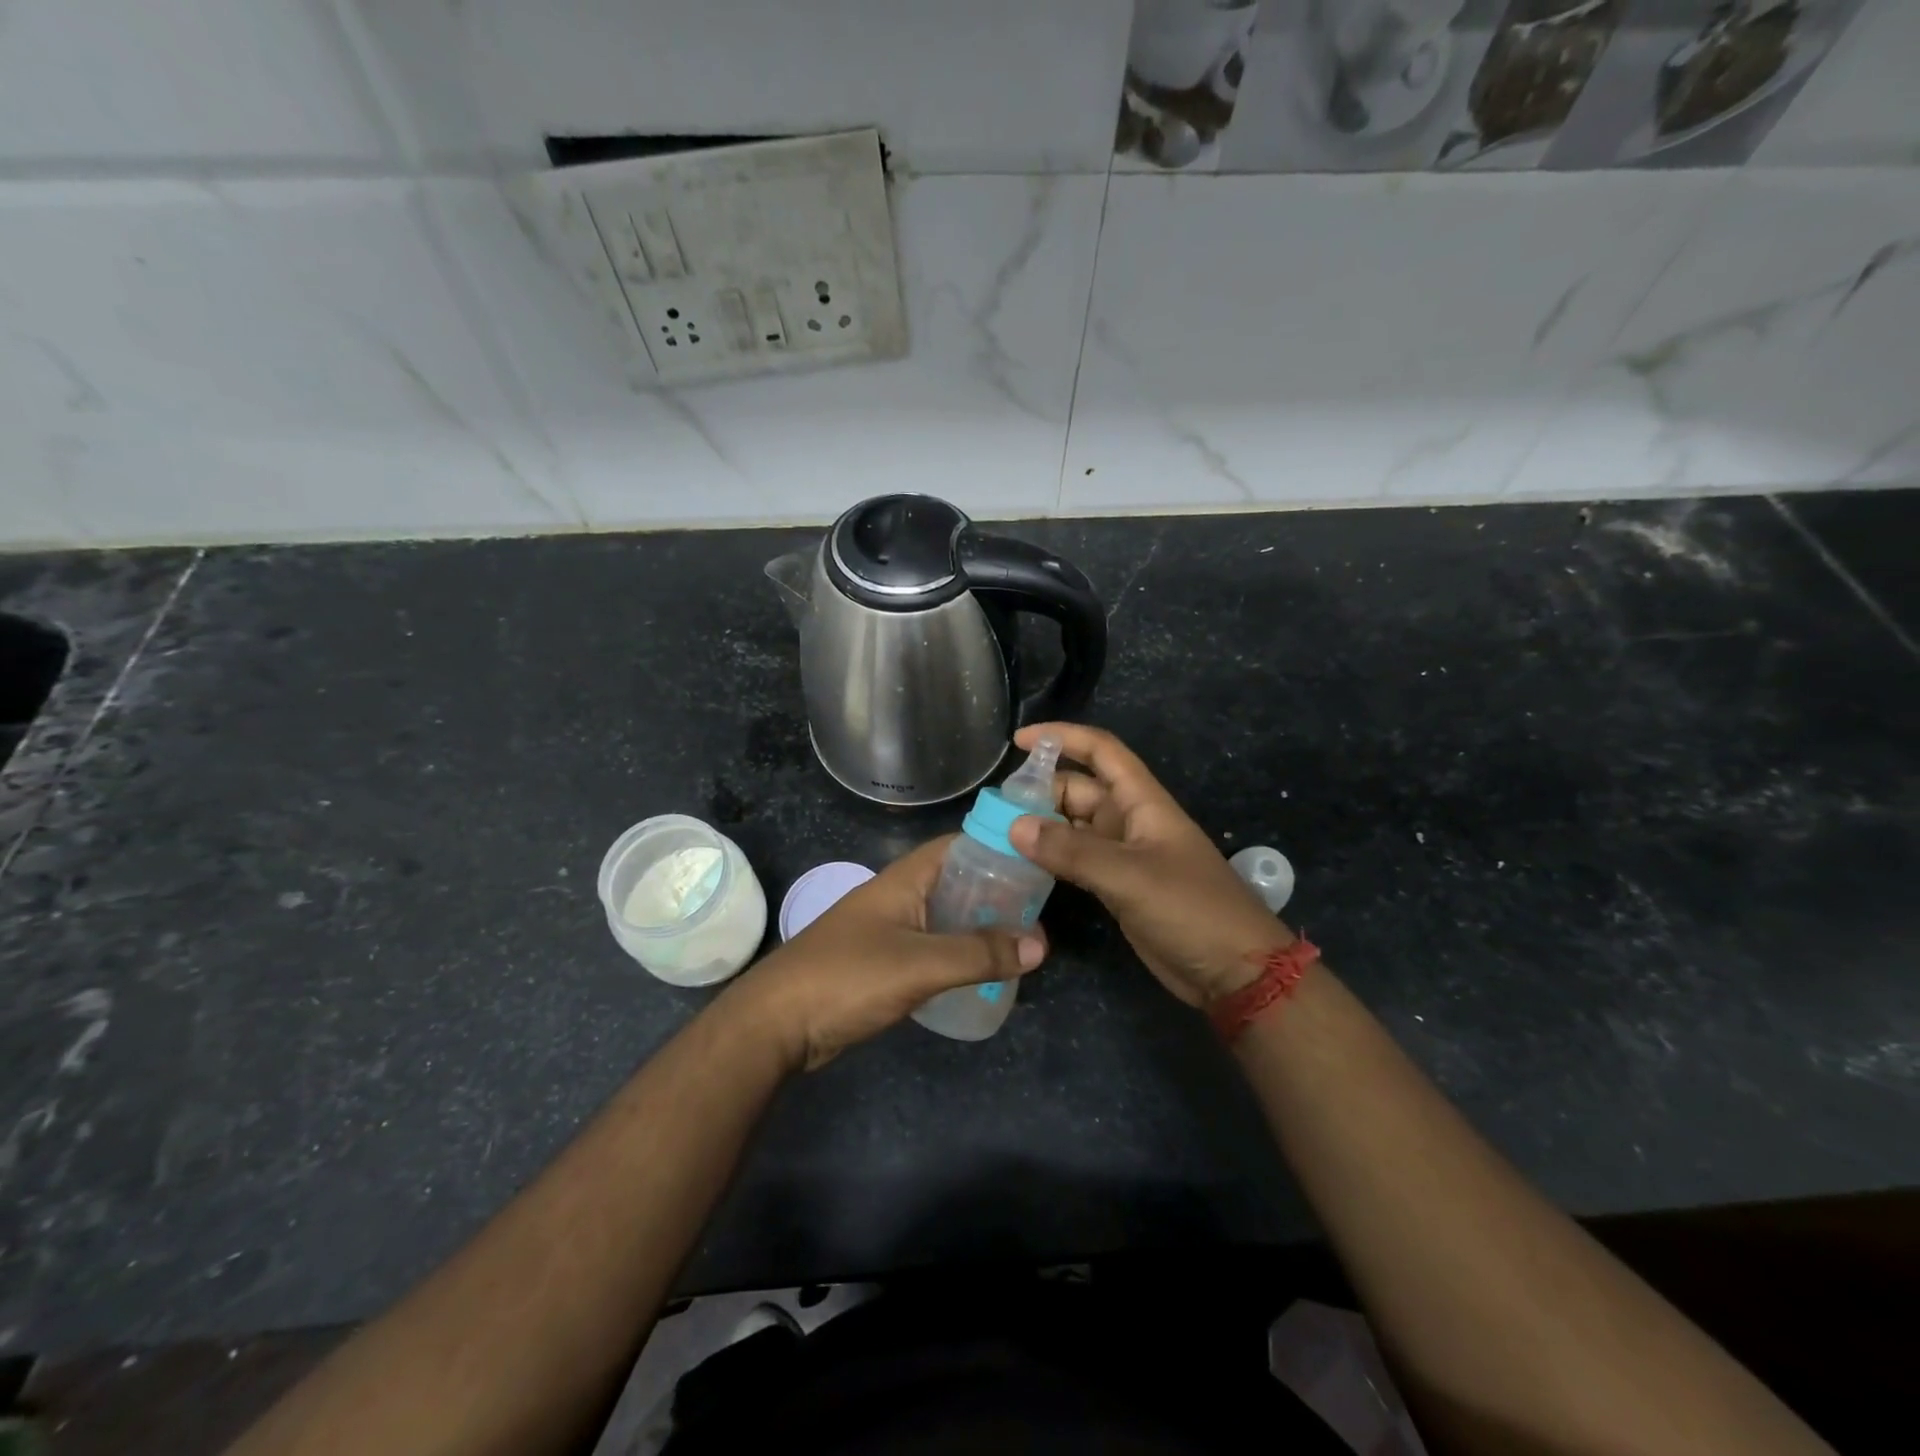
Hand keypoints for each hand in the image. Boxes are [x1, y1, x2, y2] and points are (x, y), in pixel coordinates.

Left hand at [722, 836, 1046, 1071]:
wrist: (776, 1024)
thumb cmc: (847, 978)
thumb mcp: (920, 964)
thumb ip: (979, 954)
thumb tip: (1040, 945)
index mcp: (903, 880)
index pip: (958, 845)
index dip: (998, 847)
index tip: (1038, 860)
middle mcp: (896, 897)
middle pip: (955, 882)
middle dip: (995, 892)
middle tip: (1039, 910)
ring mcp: (886, 930)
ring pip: (943, 917)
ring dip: (978, 926)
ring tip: (1021, 942)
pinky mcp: (881, 963)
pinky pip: (930, 947)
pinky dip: (957, 953)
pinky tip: (980, 971)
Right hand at [1008, 722, 1289, 1006]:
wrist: (1234, 971)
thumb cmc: (1191, 909)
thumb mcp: (1130, 876)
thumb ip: (1072, 851)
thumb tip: (1014, 826)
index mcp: (1142, 802)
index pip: (1101, 751)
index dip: (1062, 737)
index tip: (1019, 740)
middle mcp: (1130, 821)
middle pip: (1079, 790)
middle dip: (1040, 791)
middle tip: (994, 809)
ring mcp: (1123, 855)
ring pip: (1073, 827)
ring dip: (1041, 827)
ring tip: (996, 835)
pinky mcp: (1117, 887)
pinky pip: (1076, 861)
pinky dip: (1050, 859)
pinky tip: (1020, 867)